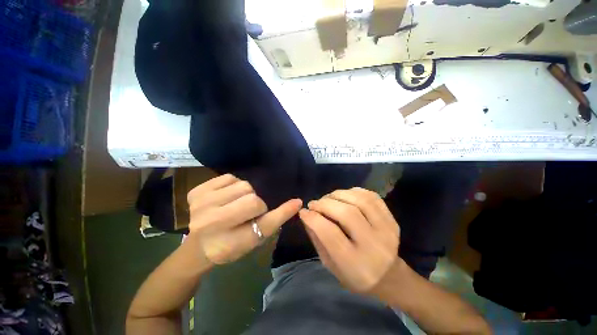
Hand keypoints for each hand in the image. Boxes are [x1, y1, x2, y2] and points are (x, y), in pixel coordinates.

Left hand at [187, 174, 301, 264]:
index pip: (260, 217)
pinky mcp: (196, 191)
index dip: (279, 211)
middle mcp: (209, 220)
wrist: (199, 246)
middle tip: (249, 213)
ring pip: (242, 185)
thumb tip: (297, 202)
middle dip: (256, 203)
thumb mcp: (256, 239)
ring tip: (237, 204)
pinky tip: (228, 197)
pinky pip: (229, 178)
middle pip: (251, 196)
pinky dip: (234, 185)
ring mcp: (200, 203)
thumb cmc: (231, 246)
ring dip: (245, 193)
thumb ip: (276, 219)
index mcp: (225, 240)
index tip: (296, 202)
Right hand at [299, 187, 399, 292]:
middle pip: (347, 213)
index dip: (313, 218)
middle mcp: (374, 246)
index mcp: (355, 264)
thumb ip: (317, 238)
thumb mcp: (329, 264)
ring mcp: (387, 230)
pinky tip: (345, 196)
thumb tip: (307, 214)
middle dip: (325, 203)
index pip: (330, 233)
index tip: (304, 211)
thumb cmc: (354, 274)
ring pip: (360, 200)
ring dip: (339, 194)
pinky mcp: (392, 220)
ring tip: (328, 198)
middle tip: (314, 203)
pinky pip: (371, 196)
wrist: (388, 277)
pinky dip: (354, 191)